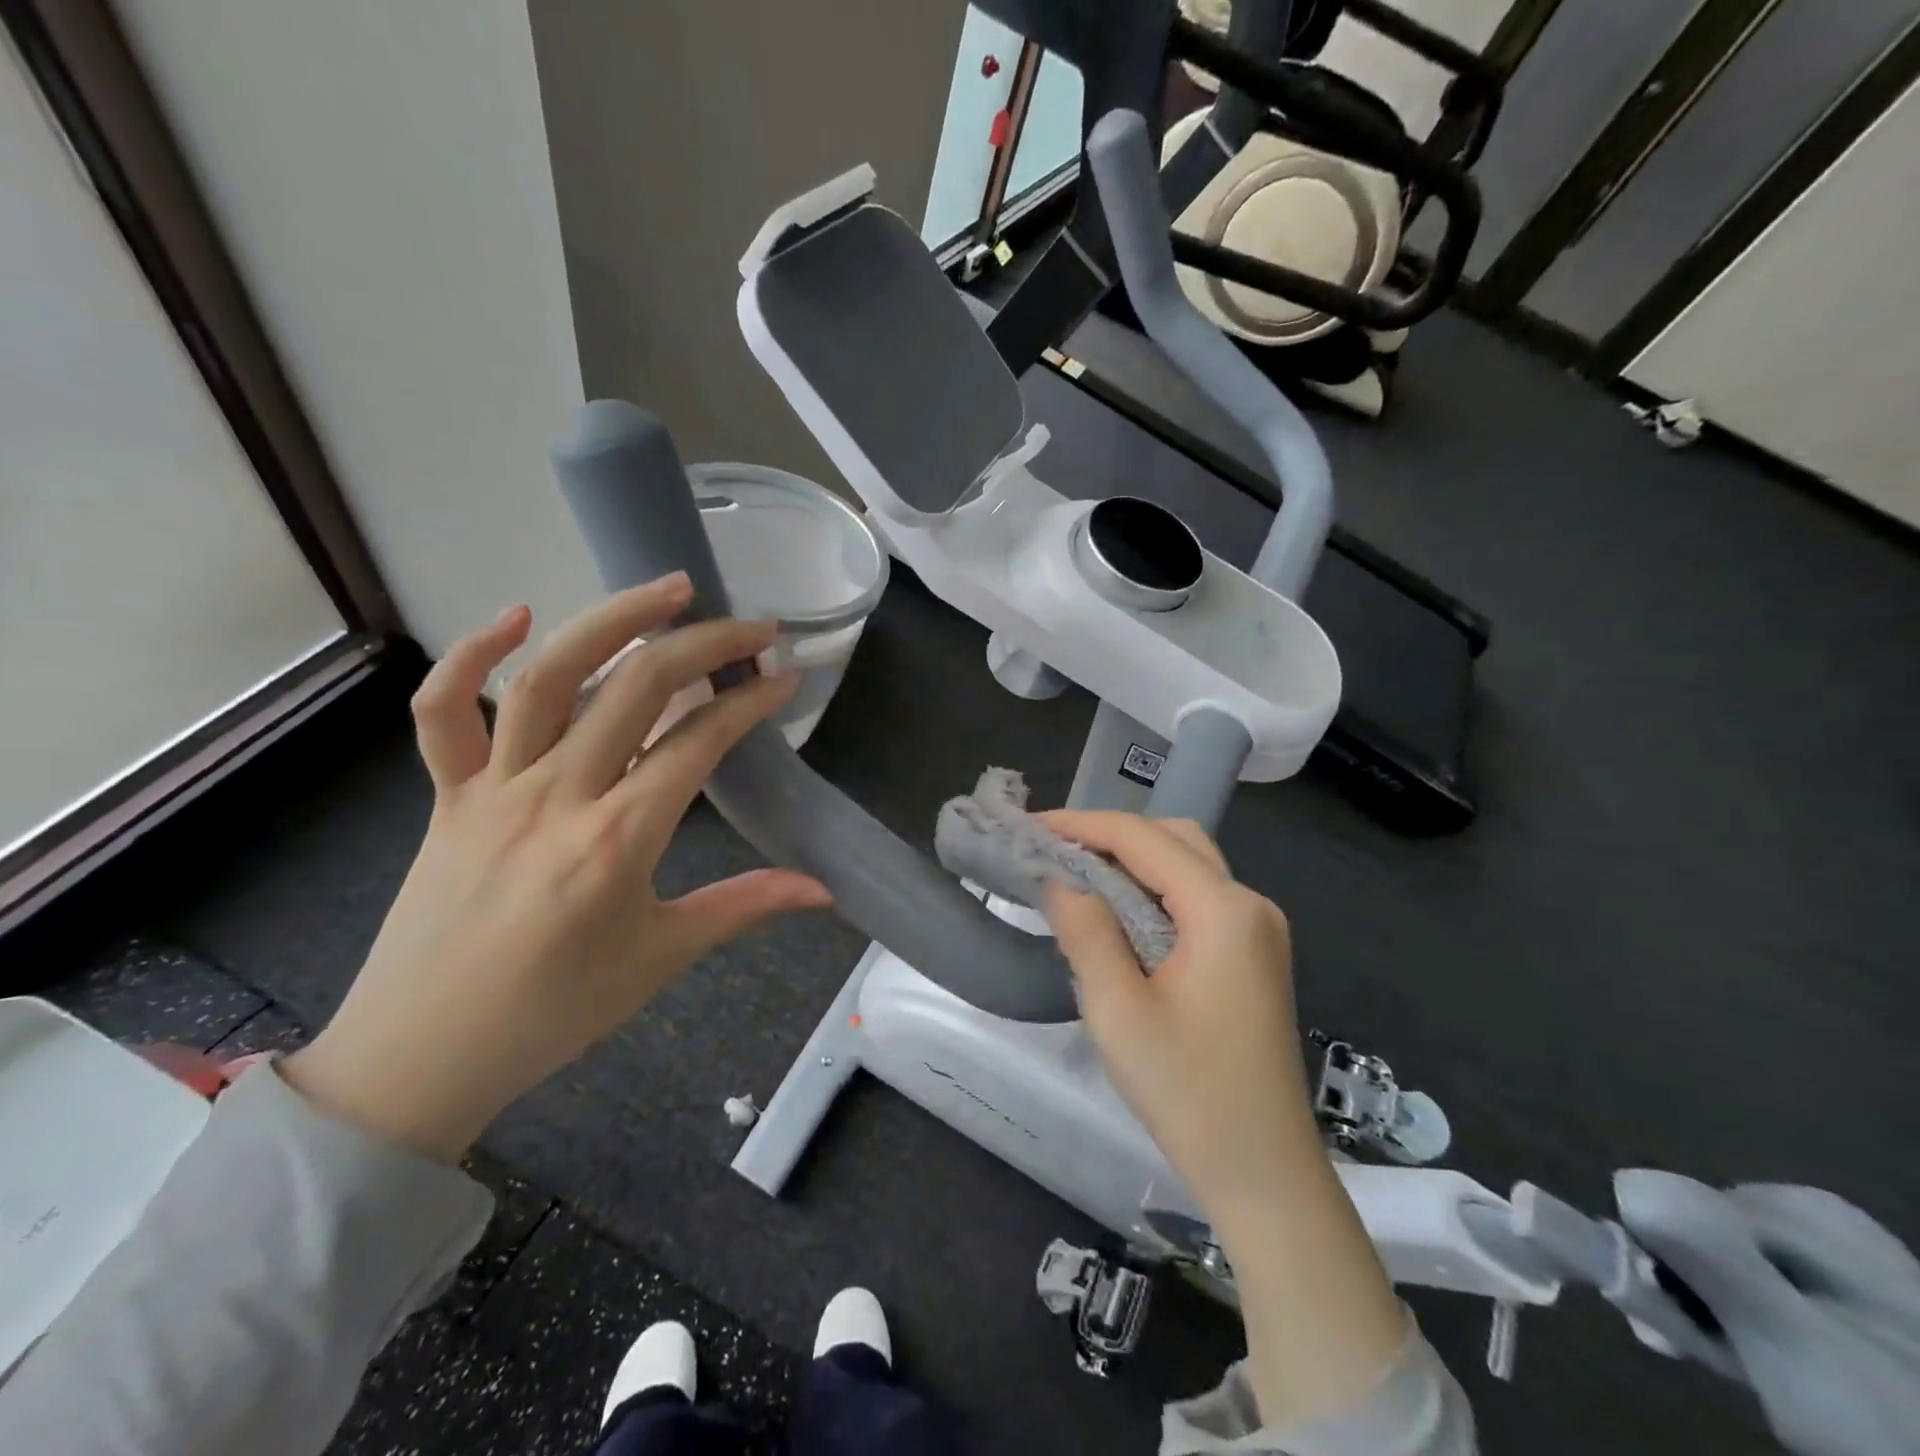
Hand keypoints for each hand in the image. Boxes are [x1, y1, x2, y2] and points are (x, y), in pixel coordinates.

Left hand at [281, 575, 830, 1161]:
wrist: (420, 1058)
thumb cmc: (555, 1012)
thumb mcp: (662, 957)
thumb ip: (745, 906)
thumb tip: (823, 888)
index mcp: (617, 841)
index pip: (699, 743)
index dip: (751, 703)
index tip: (787, 681)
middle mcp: (556, 796)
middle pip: (638, 690)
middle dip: (705, 645)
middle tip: (752, 625)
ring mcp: (493, 788)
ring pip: (549, 678)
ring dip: (611, 622)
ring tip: (667, 590)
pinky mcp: (447, 794)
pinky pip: (442, 714)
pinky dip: (472, 656)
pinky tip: (516, 617)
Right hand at [1043, 812, 1407, 1429]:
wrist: (1265, 1174)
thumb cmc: (1188, 1093)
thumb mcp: (1118, 1011)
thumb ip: (1086, 932)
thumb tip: (1061, 880)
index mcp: (1224, 910)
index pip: (1144, 839)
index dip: (1083, 825)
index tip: (1031, 826)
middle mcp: (1250, 905)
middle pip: (1174, 839)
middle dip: (1111, 835)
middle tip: (1053, 850)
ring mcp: (1258, 930)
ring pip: (1188, 866)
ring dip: (1133, 861)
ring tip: (1076, 874)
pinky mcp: (1253, 955)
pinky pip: (1197, 899)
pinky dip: (1154, 890)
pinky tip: (1118, 912)